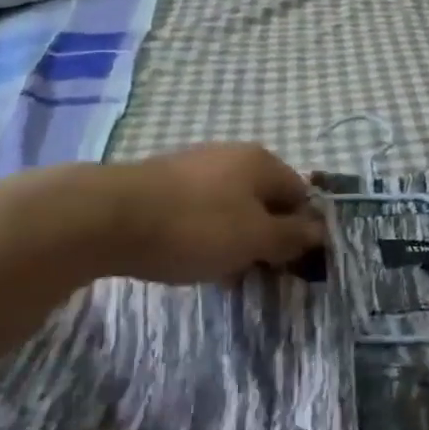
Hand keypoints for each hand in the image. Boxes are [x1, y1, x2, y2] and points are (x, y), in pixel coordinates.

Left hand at [101, 143, 324, 284]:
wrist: (108, 216)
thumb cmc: (195, 227)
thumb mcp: (254, 238)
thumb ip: (291, 235)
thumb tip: (320, 229)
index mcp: (262, 162)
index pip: (300, 195)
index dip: (302, 232)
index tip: (290, 267)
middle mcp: (232, 155)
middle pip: (265, 201)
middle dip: (266, 238)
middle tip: (257, 274)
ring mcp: (196, 166)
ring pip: (232, 207)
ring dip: (235, 240)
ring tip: (222, 273)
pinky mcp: (165, 182)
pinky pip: (200, 210)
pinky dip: (205, 234)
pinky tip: (190, 258)